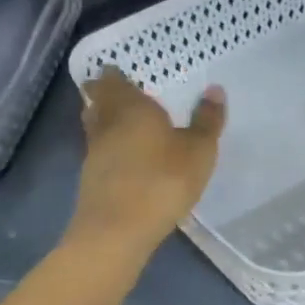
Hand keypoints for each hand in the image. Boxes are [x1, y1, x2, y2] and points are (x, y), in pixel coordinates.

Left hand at [69, 69, 225, 257]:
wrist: (118, 230)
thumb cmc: (162, 180)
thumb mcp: (198, 150)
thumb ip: (206, 120)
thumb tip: (214, 89)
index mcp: (130, 107)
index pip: (113, 81)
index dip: (116, 76)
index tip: (122, 74)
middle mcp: (106, 124)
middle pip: (97, 101)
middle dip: (106, 96)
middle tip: (122, 95)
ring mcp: (93, 153)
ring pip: (95, 127)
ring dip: (105, 123)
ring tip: (125, 126)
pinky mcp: (90, 181)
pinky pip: (99, 154)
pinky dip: (109, 151)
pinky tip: (125, 161)